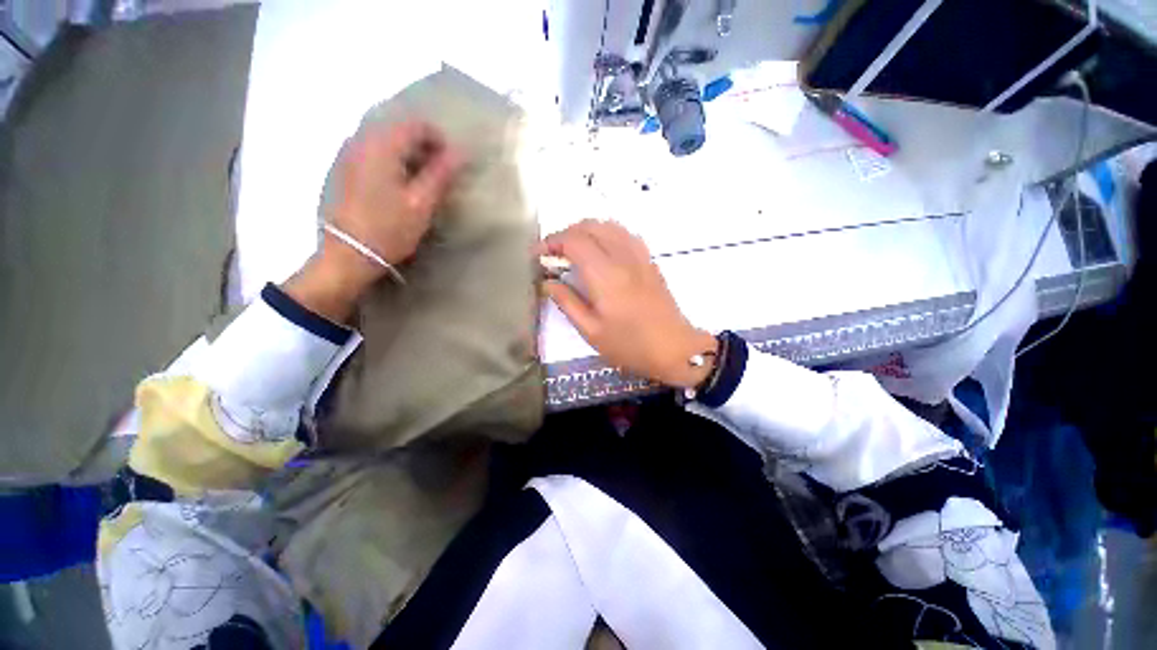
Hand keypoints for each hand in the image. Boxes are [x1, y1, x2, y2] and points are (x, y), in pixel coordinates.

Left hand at [286, 121, 460, 322]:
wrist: (348, 254)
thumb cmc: (389, 229)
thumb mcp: (422, 203)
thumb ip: (441, 174)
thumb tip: (460, 152)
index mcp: (382, 146)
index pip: (416, 125)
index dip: (439, 139)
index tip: (452, 163)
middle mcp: (360, 140)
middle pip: (398, 128)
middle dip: (423, 146)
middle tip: (439, 173)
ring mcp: (347, 154)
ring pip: (384, 140)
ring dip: (407, 153)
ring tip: (420, 180)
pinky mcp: (342, 169)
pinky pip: (371, 151)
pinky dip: (390, 160)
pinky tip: (397, 184)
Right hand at [543, 220, 717, 387]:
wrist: (674, 349)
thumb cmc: (630, 345)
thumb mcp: (591, 331)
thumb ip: (567, 302)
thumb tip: (547, 282)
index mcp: (605, 275)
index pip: (574, 241)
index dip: (551, 241)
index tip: (537, 254)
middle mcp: (623, 257)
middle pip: (590, 226)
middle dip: (566, 234)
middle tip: (553, 254)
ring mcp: (639, 256)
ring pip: (609, 225)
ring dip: (586, 230)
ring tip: (573, 250)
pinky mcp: (649, 261)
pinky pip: (624, 234)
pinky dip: (606, 234)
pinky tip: (600, 251)